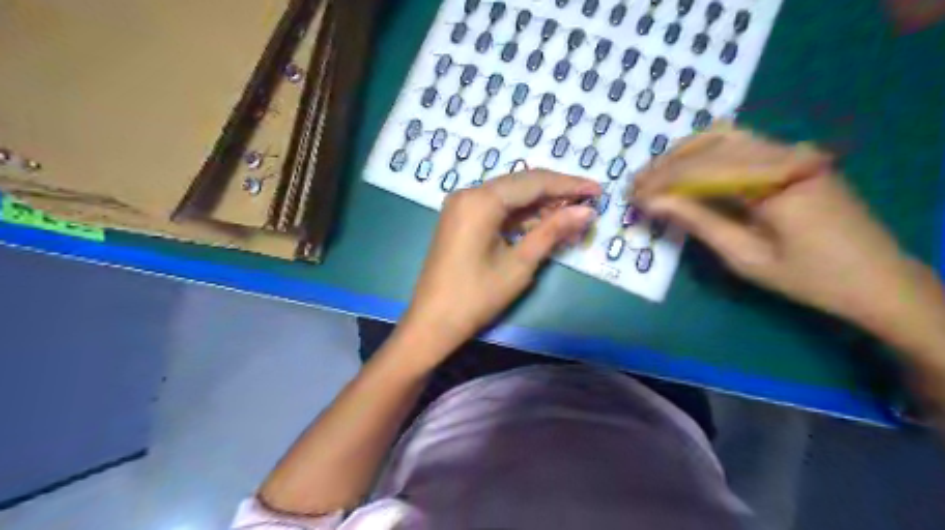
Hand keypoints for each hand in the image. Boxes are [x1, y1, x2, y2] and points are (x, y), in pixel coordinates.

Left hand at [397, 171, 595, 358]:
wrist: (433, 322)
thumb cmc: (476, 296)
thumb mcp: (520, 263)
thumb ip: (553, 231)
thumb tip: (586, 211)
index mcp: (480, 200)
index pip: (533, 182)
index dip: (568, 185)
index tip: (598, 189)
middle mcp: (469, 194)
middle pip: (521, 184)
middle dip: (556, 193)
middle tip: (588, 202)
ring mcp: (462, 206)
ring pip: (509, 196)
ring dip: (539, 206)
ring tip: (571, 216)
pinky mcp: (461, 220)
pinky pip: (496, 210)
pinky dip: (520, 216)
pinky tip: (543, 224)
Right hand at [629, 126, 928, 330]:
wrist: (876, 278)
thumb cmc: (808, 277)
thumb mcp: (746, 257)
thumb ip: (699, 222)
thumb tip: (654, 203)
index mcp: (774, 182)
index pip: (702, 169)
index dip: (662, 181)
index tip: (631, 196)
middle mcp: (784, 154)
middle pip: (710, 145)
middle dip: (667, 165)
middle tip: (636, 185)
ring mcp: (792, 152)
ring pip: (725, 137)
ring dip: (685, 154)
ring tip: (656, 175)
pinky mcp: (794, 157)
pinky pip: (742, 144)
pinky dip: (707, 154)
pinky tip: (689, 169)